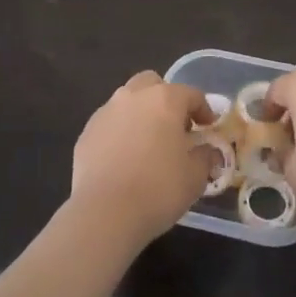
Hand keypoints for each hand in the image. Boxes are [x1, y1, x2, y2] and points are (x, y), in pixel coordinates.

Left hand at [70, 71, 219, 244]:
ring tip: (148, 143)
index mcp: (164, 100)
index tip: (209, 127)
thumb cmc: (159, 189)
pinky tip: (124, 159)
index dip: (204, 109)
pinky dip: (120, 133)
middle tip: (175, 127)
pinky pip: (110, 124)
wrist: (105, 213)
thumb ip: (205, 157)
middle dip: (166, 99)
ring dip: (141, 114)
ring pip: (127, 101)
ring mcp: (106, 112)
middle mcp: (133, 97)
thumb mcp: (195, 177)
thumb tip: (208, 151)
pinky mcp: (87, 132)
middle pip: (152, 84)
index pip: (191, 94)